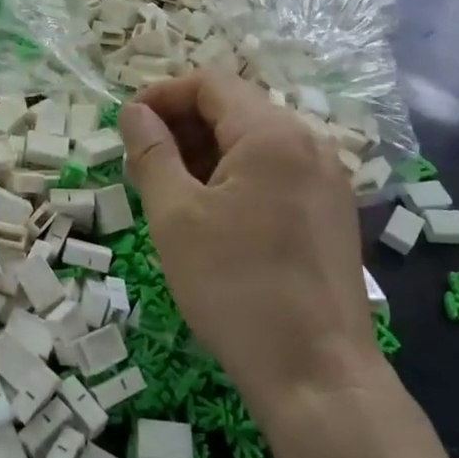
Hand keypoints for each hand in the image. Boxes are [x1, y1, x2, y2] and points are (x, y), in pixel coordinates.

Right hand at [119, 71, 387, 422]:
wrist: (316, 373)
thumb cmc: (236, 287)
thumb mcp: (176, 216)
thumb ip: (151, 152)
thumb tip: (134, 111)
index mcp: (273, 133)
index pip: (210, 84)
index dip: (162, 95)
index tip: (128, 125)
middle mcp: (309, 143)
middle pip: (234, 109)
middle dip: (182, 126)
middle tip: (141, 165)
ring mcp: (327, 179)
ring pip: (254, 143)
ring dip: (206, 153)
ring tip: (169, 191)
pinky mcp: (331, 212)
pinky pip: (275, 172)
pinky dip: (236, 177)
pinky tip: (211, 215)